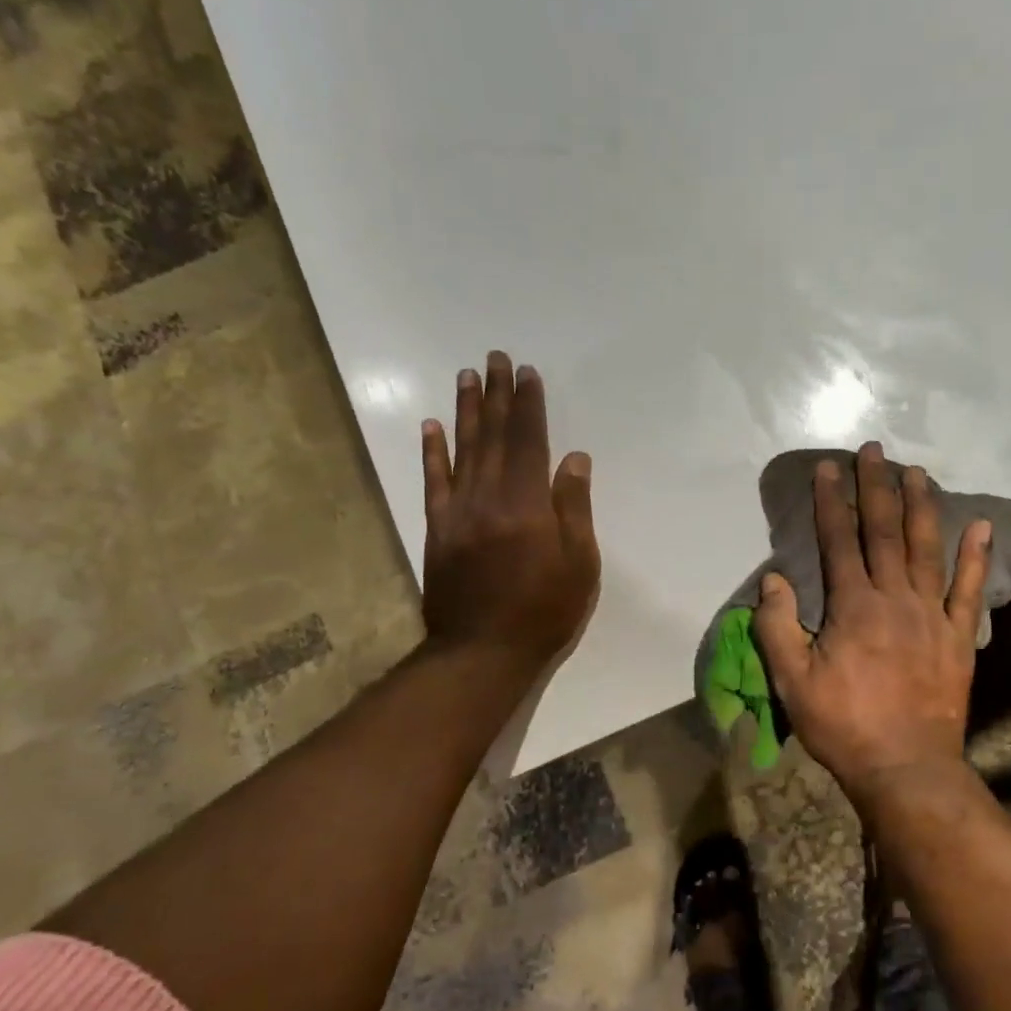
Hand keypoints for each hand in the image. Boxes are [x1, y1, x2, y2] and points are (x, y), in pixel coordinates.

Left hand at [420, 351, 599, 674]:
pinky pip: (433, 482)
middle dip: (495, 395)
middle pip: (492, 435)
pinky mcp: (437, 530)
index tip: (527, 373)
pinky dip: (432, 452)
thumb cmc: (543, 611)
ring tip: (467, 376)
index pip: (528, 440)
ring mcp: (457, 511)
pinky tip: (431, 426)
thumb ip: (574, 507)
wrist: (481, 652)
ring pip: (462, 450)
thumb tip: (573, 458)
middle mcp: (488, 496)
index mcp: (526, 503)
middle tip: (495, 358)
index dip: (528, 405)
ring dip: (465, 411)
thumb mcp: (579, 563)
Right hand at [754, 443, 989, 800]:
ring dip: (921, 506)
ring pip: (927, 548)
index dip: (832, 501)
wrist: (906, 767)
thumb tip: (772, 580)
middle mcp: (895, 598)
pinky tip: (980, 525)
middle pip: (885, 532)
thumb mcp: (793, 682)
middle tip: (874, 451)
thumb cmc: (844, 725)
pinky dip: (975, 556)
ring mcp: (932, 614)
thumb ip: (777, 627)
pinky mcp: (958, 636)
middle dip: (877, 488)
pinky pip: (969, 589)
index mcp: (853, 606)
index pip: (838, 541)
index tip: (828, 467)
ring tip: (917, 472)